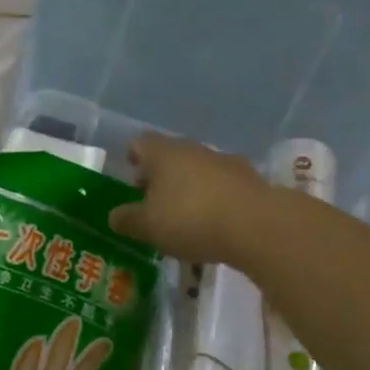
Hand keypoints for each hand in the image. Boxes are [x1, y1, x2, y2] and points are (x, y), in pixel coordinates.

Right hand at [109, 134, 271, 263]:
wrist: (255, 224)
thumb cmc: (190, 218)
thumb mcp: (149, 226)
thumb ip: (128, 220)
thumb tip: (114, 215)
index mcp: (162, 152)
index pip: (140, 143)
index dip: (132, 158)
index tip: (130, 177)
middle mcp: (192, 148)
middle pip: (169, 155)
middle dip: (160, 176)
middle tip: (153, 203)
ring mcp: (223, 160)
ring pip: (197, 169)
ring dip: (188, 187)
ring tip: (184, 218)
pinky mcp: (248, 179)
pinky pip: (222, 185)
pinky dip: (214, 199)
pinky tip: (214, 224)